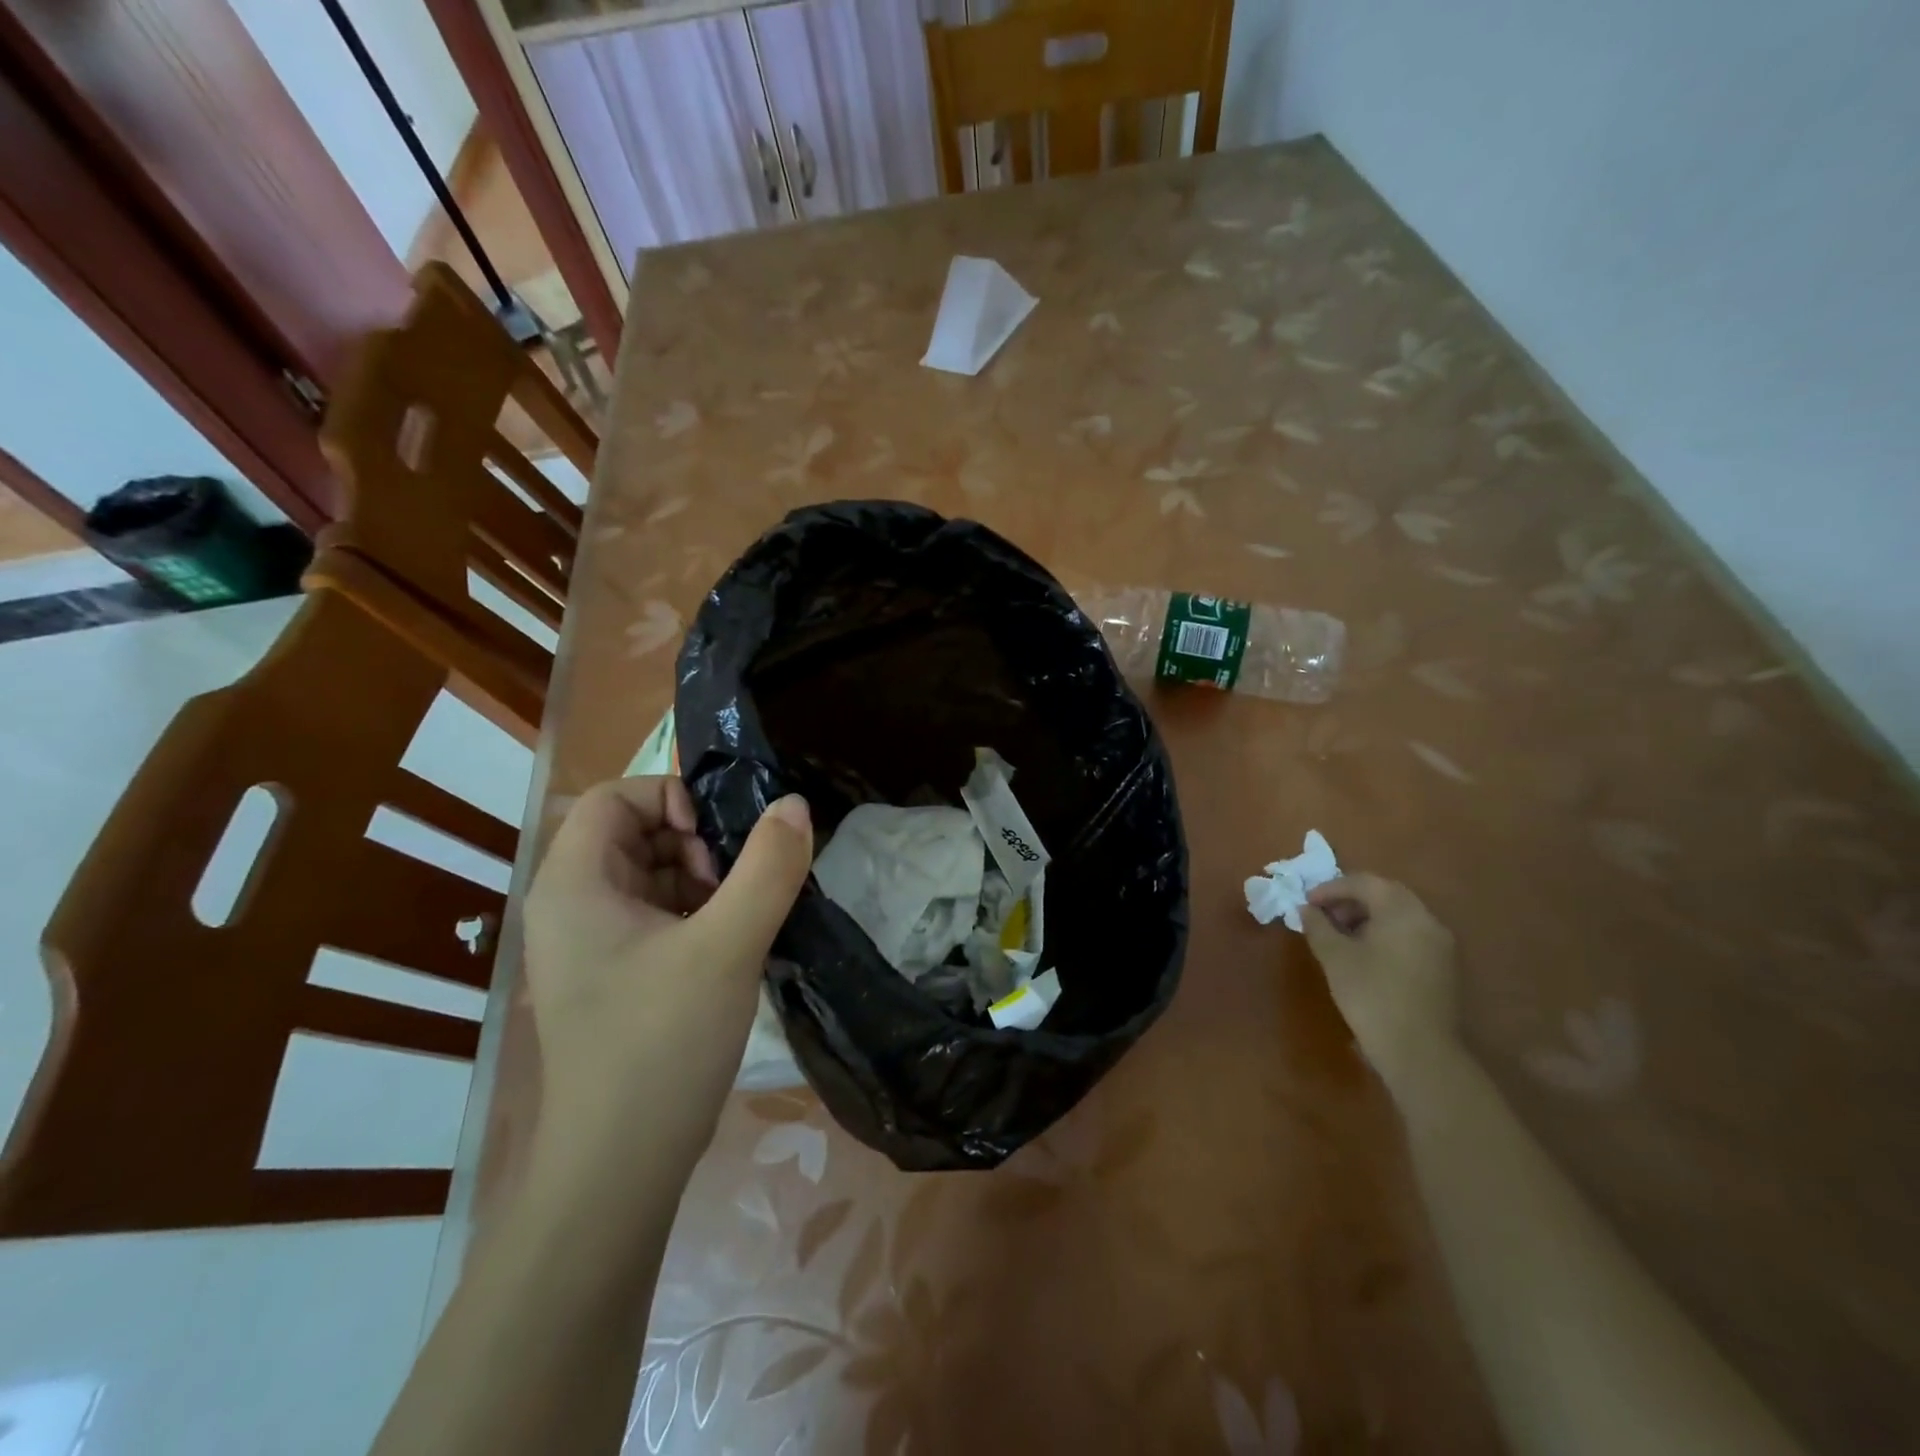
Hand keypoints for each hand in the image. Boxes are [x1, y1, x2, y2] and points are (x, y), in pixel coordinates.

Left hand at [523, 777, 812, 1183]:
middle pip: (634, 833)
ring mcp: (591, 946)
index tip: (718, 840)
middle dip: (694, 843)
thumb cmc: (661, 1044)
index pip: (614, 797)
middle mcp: (571, 906)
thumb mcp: (727, 946)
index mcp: (573, 885)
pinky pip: (657, 916)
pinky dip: (698, 914)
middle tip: (735, 884)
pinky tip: (733, 944)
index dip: (670, 798)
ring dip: (703, 880)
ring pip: (652, 875)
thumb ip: (767, 868)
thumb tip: (795, 805)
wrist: (620, 1169)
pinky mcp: (615, 977)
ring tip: (740, 917)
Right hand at [1302, 873, 1458, 1092]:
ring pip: (1399, 915)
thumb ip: (1317, 926)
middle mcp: (1427, 920)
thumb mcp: (1335, 957)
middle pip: (1385, 894)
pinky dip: (1384, 933)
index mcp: (1402, 911)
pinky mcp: (1443, 966)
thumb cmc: (1371, 995)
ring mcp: (1440, 944)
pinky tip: (1364, 954)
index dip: (1331, 888)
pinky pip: (1409, 934)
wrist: (1419, 1051)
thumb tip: (1306, 910)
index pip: (1364, 882)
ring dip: (1367, 916)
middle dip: (1350, 899)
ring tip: (1339, 935)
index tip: (1306, 903)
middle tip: (1323, 915)